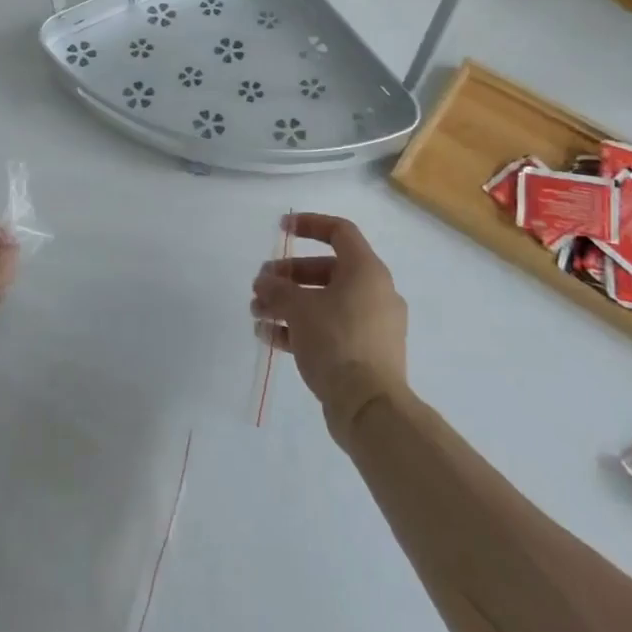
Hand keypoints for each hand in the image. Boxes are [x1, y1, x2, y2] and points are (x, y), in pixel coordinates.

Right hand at [251, 213, 407, 439]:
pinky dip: (301, 328)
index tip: (280, 229)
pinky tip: (269, 336)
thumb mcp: (299, 308)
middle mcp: (374, 293)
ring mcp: (372, 325)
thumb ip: (277, 288)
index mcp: (367, 271)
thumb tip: (264, 282)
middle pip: (326, 269)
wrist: (370, 407)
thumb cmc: (337, 342)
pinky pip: (329, 329)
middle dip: (289, 275)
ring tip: (257, 313)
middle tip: (261, 284)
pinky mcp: (365, 353)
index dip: (308, 224)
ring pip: (325, 302)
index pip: (339, 232)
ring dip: (288, 303)